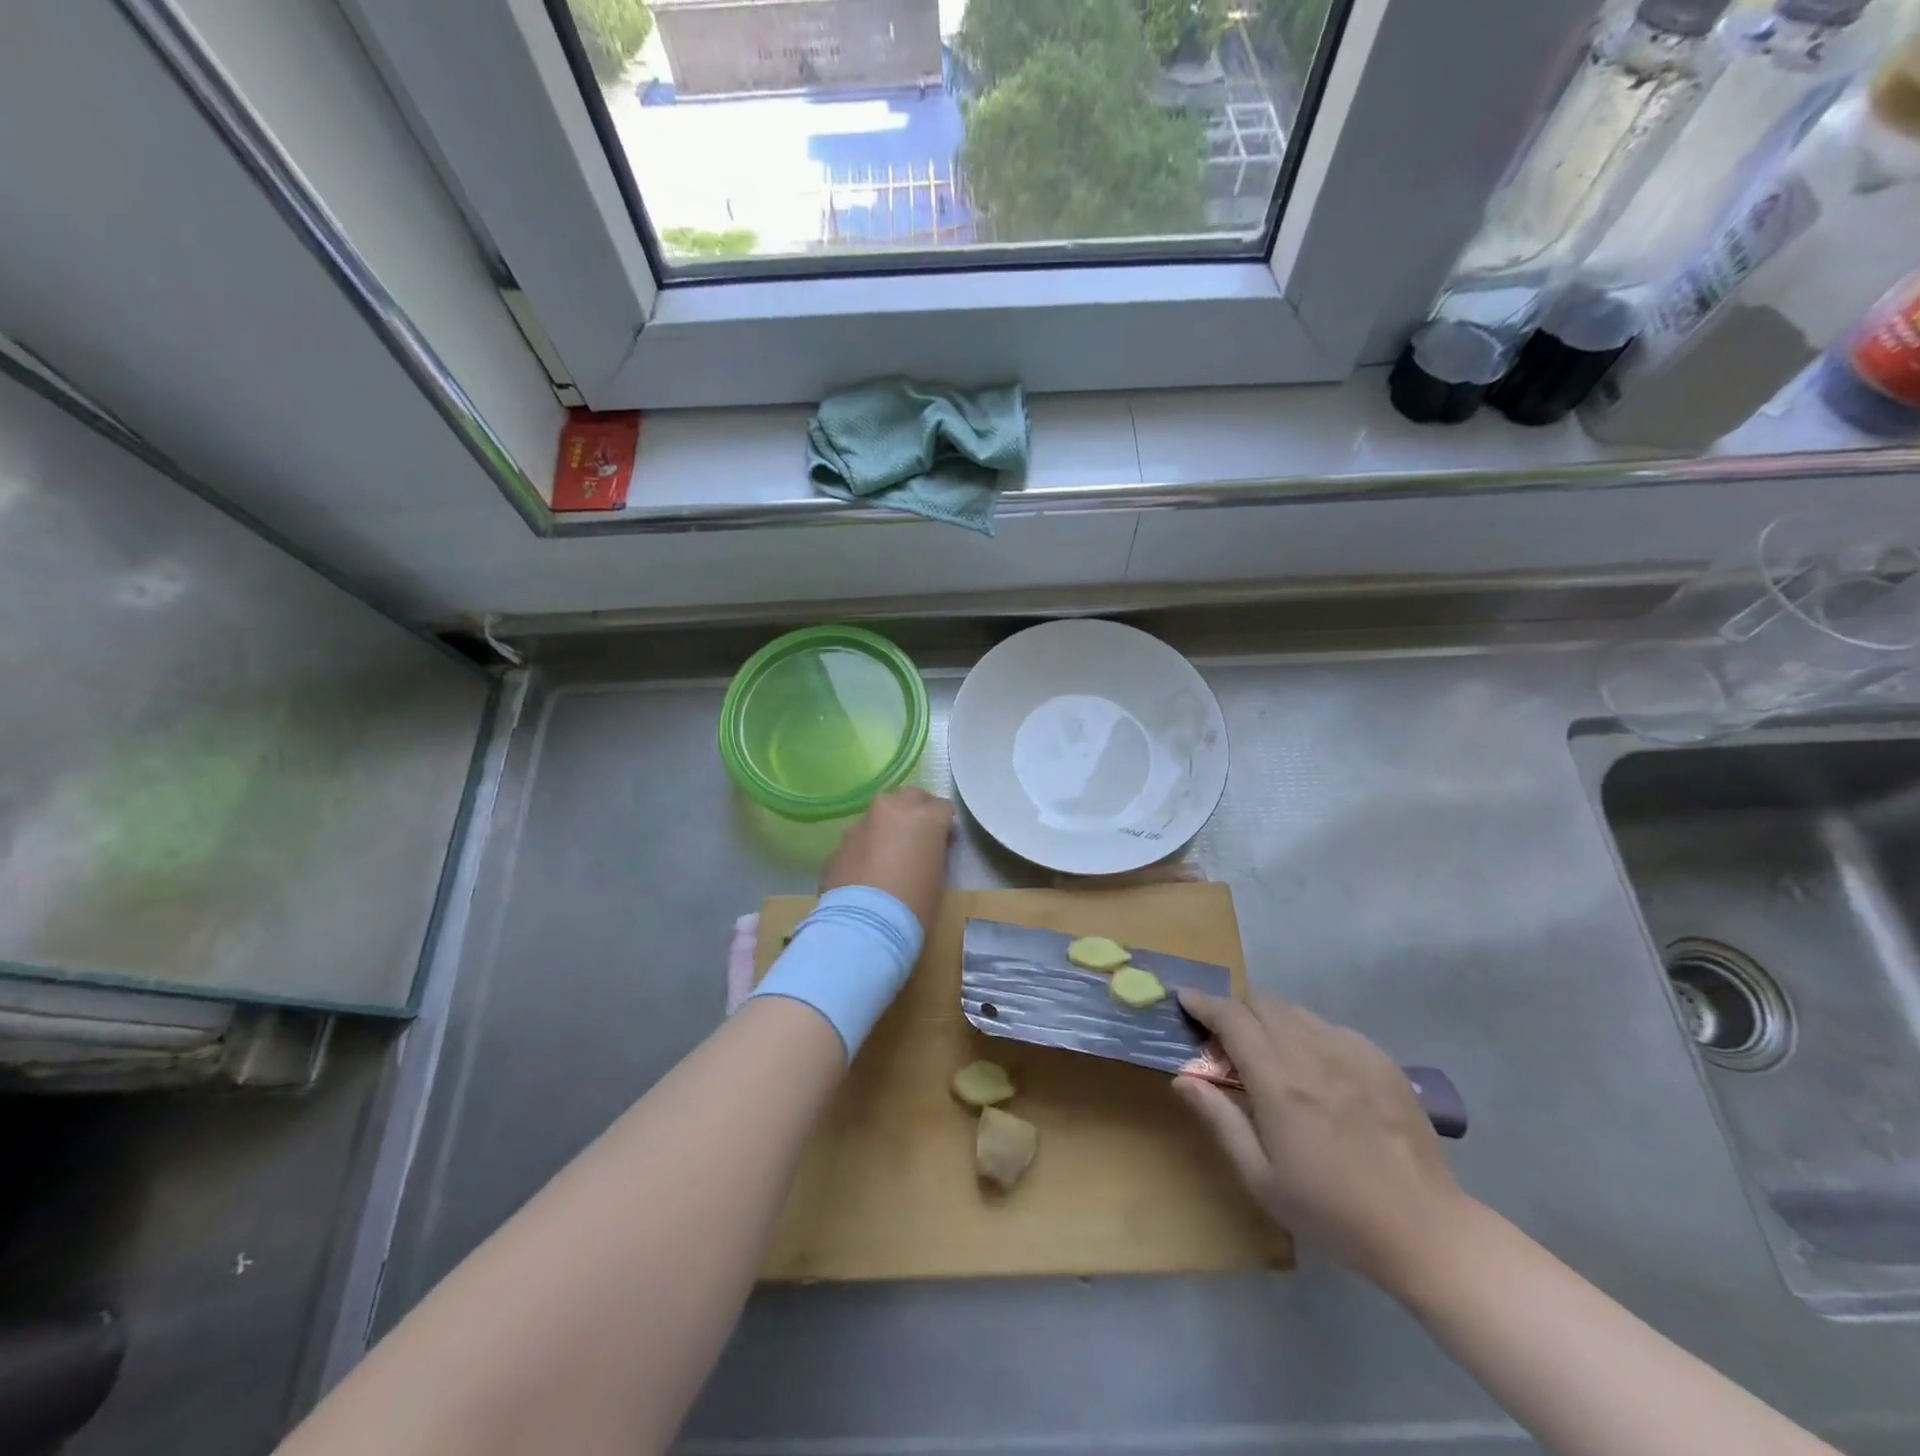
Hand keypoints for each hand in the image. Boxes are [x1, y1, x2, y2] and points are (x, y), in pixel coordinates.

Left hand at [819, 788, 953, 934]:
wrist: (863, 927)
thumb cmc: (913, 906)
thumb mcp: (937, 878)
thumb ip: (932, 852)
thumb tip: (925, 848)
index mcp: (924, 817)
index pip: (943, 807)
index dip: (944, 825)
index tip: (943, 843)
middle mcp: (892, 810)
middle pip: (910, 797)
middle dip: (916, 811)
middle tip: (918, 838)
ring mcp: (861, 824)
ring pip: (880, 815)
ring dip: (887, 828)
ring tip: (888, 856)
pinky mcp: (839, 843)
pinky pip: (860, 838)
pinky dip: (866, 847)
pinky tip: (866, 872)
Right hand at [1174, 991, 1467, 1287]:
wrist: (1424, 1230)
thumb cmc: (1331, 1211)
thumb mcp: (1261, 1178)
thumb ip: (1220, 1120)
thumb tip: (1182, 1078)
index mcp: (1278, 1082)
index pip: (1231, 1018)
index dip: (1204, 1003)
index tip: (1186, 1000)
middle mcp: (1311, 1053)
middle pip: (1263, 1003)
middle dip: (1237, 1010)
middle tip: (1228, 1038)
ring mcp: (1351, 1053)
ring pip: (1296, 1011)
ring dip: (1271, 1019)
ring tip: (1270, 1051)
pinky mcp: (1380, 1061)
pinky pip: (1331, 1027)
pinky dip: (1309, 1033)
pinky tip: (1316, 1068)